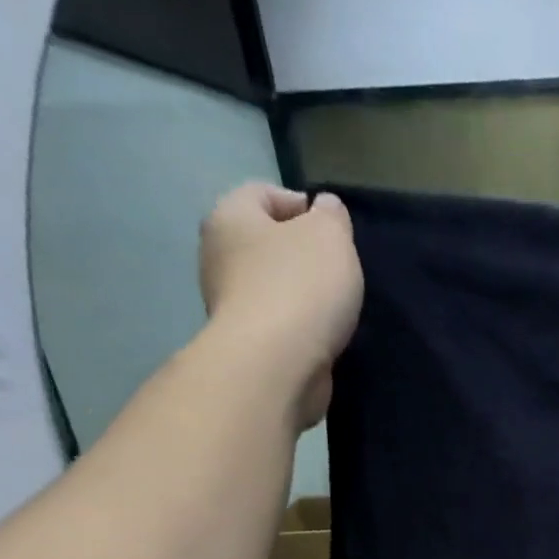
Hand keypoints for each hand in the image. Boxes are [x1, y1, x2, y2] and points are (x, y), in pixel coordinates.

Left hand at [199, 183, 364, 429]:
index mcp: (230, 216)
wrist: (277, 365)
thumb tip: (325, 208)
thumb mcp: (330, 237)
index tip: (335, 231)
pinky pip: (277, 322)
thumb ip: (332, 217)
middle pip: (265, 242)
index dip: (301, 205)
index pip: (262, 193)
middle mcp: (219, 255)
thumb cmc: (301, 288)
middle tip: (339, 271)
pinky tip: (323, 336)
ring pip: (271, 285)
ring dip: (302, 293)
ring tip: (336, 308)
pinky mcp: (246, 342)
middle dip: (301, 253)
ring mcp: (229, 302)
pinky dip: (299, 325)